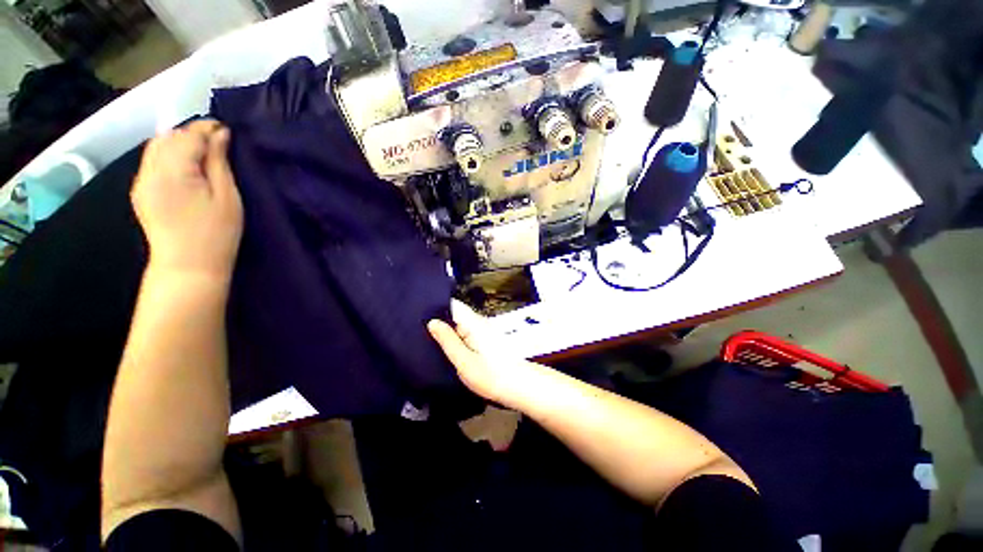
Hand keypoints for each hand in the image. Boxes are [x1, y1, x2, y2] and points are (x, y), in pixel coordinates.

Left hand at [132, 120, 242, 280]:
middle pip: (167, 137)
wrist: (188, 267)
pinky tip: (185, 168)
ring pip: (156, 148)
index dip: (207, 128)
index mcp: (173, 172)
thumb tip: (220, 134)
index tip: (227, 130)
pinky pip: (152, 162)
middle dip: (191, 134)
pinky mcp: (140, 192)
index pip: (187, 135)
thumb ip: (219, 162)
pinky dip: (169, 156)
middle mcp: (150, 171)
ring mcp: (141, 182)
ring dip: (178, 144)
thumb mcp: (227, 197)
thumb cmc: (216, 234)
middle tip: (217, 143)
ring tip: (202, 154)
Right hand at [428, 300, 542, 407]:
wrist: (519, 386)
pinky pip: (465, 331)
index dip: (434, 305)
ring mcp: (483, 329)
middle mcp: (478, 321)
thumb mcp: (464, 361)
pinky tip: (445, 345)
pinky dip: (455, 335)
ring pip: (459, 322)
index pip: (451, 304)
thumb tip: (432, 322)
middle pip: (454, 312)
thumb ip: (447, 340)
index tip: (417, 313)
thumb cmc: (491, 375)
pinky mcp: (485, 338)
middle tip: (417, 328)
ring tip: (426, 336)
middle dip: (438, 318)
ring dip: (446, 328)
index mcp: (472, 322)